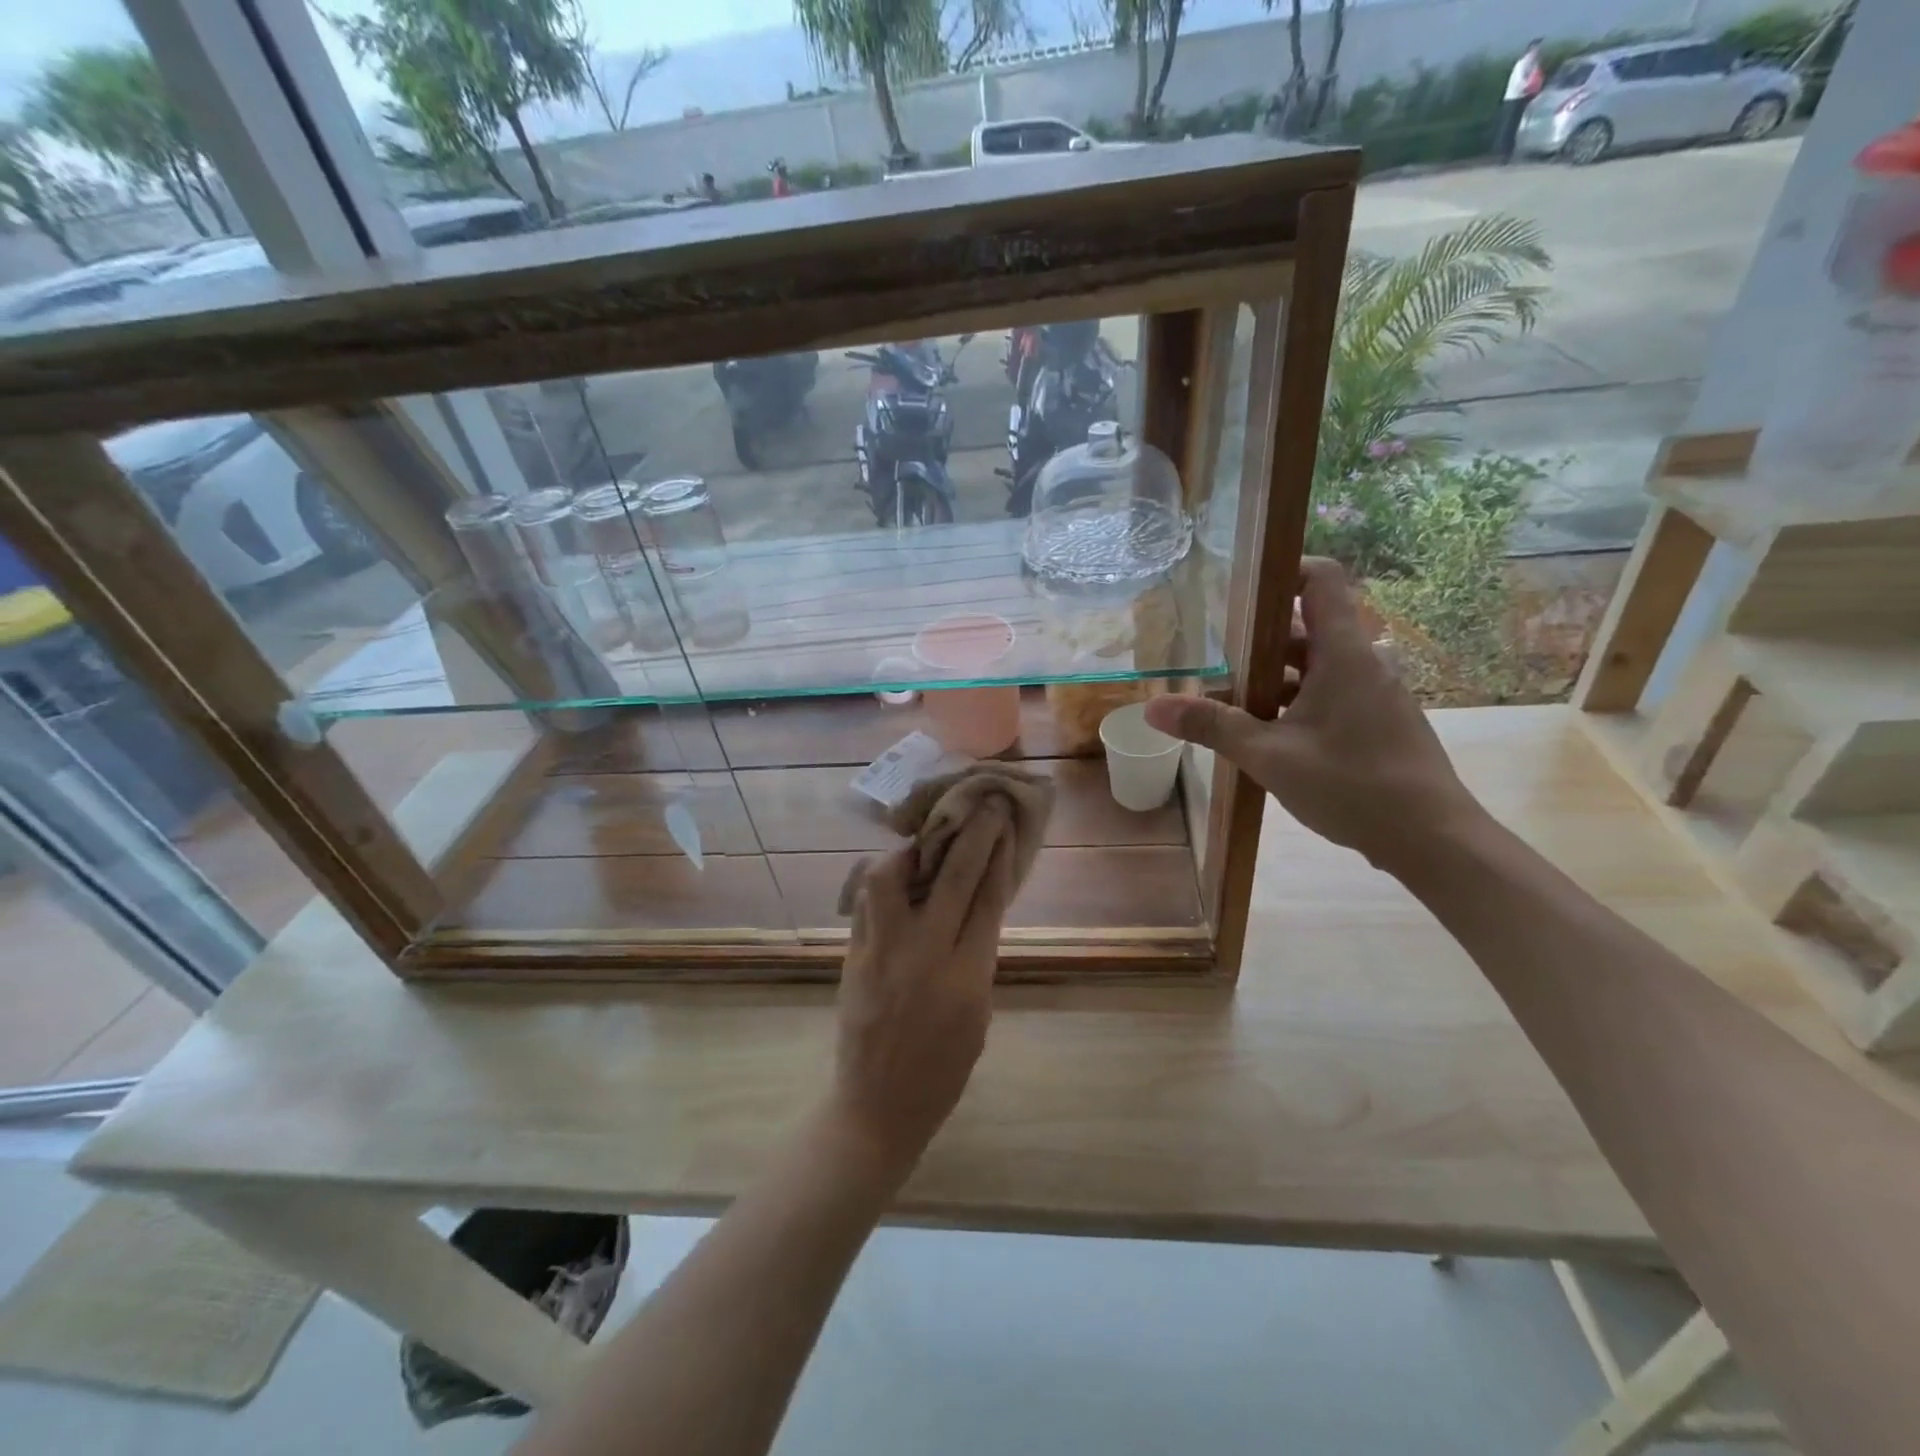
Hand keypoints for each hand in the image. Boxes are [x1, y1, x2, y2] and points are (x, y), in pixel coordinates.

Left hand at [831, 804, 1016, 1176]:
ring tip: (926, 841)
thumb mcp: (979, 1016)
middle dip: (973, 834)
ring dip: (913, 850)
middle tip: (983, 804)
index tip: (1004, 823)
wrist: (878, 1107)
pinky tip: (895, 871)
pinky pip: (867, 900)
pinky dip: (883, 878)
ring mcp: (882, 951)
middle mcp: (924, 955)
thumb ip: (979, 957)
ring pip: (892, 878)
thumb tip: (977, 904)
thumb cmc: (942, 1071)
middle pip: (952, 877)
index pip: (987, 899)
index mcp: (967, 978)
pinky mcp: (853, 954)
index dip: (997, 855)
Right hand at [1144, 558, 1485, 875]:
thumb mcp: (1269, 756)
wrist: (1431, 838)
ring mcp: (1375, 692)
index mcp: (1344, 653)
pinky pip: (1330, 692)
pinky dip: (1295, 701)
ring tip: (1228, 703)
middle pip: (1307, 627)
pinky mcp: (1379, 719)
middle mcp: (1364, 661)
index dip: (1281, 571)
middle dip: (1257, 642)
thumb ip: (1212, 726)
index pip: (1321, 579)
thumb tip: (1153, 707)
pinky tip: (1266, 735)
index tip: (1236, 589)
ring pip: (1316, 665)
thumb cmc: (1352, 785)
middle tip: (1212, 660)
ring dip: (1273, 678)